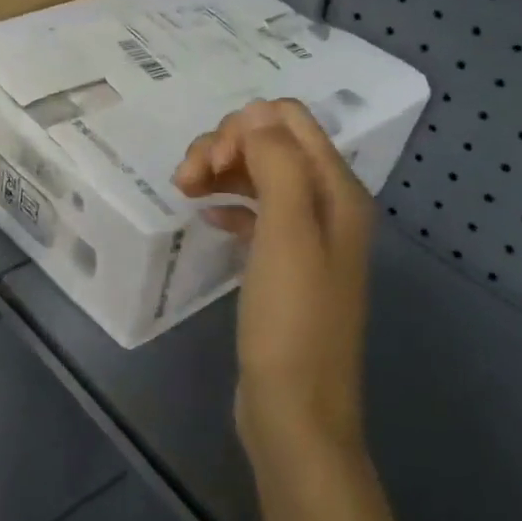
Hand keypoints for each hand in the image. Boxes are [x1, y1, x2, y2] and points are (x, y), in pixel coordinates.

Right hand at [173, 99, 374, 464]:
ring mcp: (305, 236)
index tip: (208, 165)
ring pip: (258, 175)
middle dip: (223, 148)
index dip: (242, 128)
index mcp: (337, 191)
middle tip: (185, 181)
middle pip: (272, 143)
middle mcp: (327, 205)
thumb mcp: (286, 233)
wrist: (294, 408)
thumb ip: (277, 164)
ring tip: (184, 193)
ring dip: (220, 172)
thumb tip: (255, 112)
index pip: (290, 121)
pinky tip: (205, 218)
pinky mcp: (282, 263)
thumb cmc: (291, 320)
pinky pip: (253, 211)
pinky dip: (227, 204)